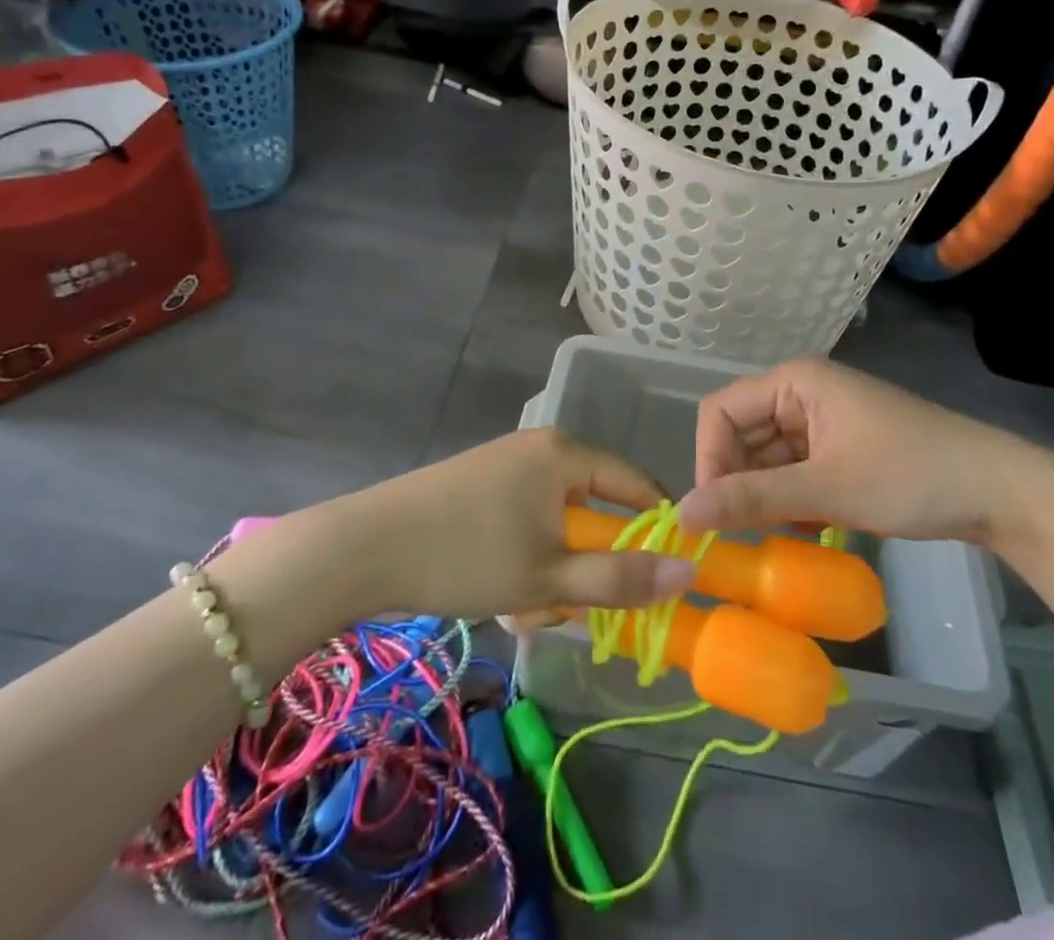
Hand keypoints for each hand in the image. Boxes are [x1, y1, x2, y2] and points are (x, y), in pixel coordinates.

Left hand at [349, 428, 696, 618]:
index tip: (660, 579)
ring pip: (557, 523)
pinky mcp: (480, 485)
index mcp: (564, 453)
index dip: (656, 531)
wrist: (364, 548)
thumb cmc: (466, 556)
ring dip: (552, 570)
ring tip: (523, 606)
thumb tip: (690, 570)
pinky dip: (525, 558)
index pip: (637, 484)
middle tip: (566, 606)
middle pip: (593, 508)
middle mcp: (540, 447)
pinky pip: (526, 521)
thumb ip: (621, 579)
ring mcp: (506, 464)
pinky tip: (500, 589)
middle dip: (587, 565)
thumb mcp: (549, 578)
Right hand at [676, 358, 1053, 550]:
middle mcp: (801, 393)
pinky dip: (791, 498)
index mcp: (794, 382)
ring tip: (783, 531)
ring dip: (766, 494)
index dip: (710, 458)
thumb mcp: (826, 489)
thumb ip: (751, 499)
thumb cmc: (909, 476)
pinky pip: (793, 469)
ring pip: (766, 456)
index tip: (717, 511)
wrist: (998, 492)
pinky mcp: (839, 446)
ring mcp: (822, 420)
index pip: (720, 411)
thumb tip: (683, 514)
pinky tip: (810, 524)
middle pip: (741, 434)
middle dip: (739, 480)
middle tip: (748, 531)